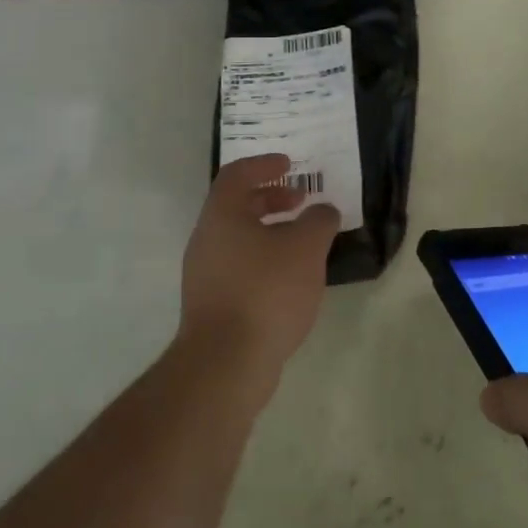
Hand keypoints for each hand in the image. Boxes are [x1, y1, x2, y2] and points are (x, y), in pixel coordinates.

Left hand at [179, 154, 339, 390]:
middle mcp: (206, 240)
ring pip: (239, 239)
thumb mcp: (305, 247)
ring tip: (303, 243)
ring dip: (271, 232)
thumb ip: (318, 221)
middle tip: (301, 202)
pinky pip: (240, 267)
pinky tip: (291, 280)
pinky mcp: (212, 305)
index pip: (237, 174)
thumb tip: (322, 212)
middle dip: (271, 198)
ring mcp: (205, 275)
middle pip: (236, 206)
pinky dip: (265, 260)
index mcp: (221, 216)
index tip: (290, 164)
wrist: (227, 362)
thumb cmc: (266, 291)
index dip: (264, 164)